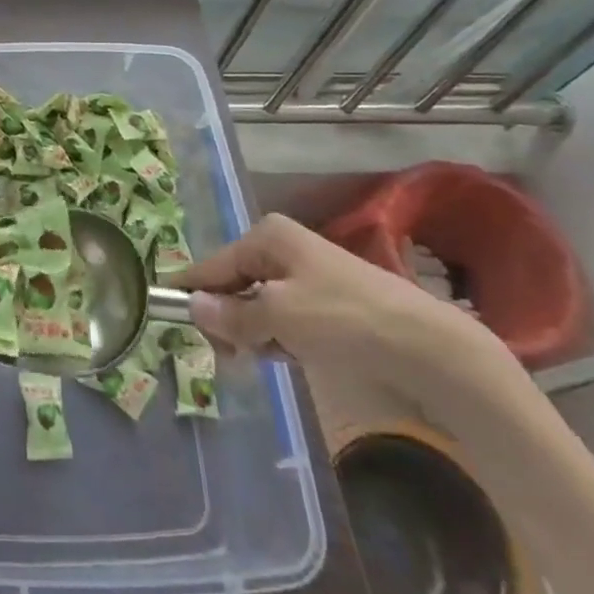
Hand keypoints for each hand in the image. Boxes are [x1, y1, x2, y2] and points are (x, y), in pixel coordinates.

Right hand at [174, 212, 516, 408]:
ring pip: (257, 305)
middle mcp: (282, 247)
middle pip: (233, 284)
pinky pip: (283, 317)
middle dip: (228, 319)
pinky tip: (291, 356)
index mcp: (267, 237)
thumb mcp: (278, 317)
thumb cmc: (345, 320)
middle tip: (231, 356)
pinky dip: (279, 338)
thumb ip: (231, 314)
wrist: (429, 348)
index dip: (190, 291)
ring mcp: (306, 274)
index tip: (164, 315)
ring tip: (269, 357)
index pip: (212, 264)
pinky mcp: (326, 302)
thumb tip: (192, 306)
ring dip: (255, 333)